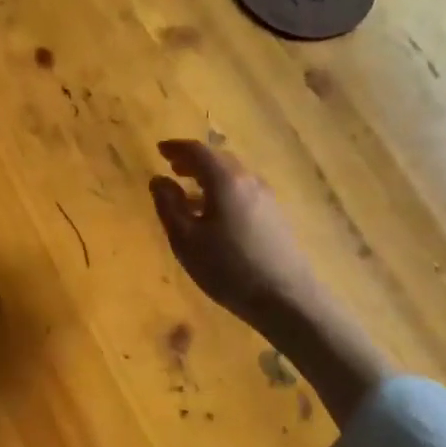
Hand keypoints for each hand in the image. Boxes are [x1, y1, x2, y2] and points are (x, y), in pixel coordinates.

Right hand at [149, 140, 390, 423]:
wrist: (286, 299)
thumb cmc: (228, 268)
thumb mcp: (186, 240)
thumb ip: (168, 206)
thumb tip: (159, 180)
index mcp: (225, 180)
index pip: (198, 151)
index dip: (176, 148)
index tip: (160, 150)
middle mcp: (249, 180)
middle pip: (219, 159)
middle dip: (194, 161)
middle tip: (173, 168)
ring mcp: (267, 198)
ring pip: (233, 176)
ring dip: (209, 177)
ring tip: (190, 192)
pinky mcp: (276, 216)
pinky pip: (244, 191)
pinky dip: (224, 191)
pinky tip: (215, 214)